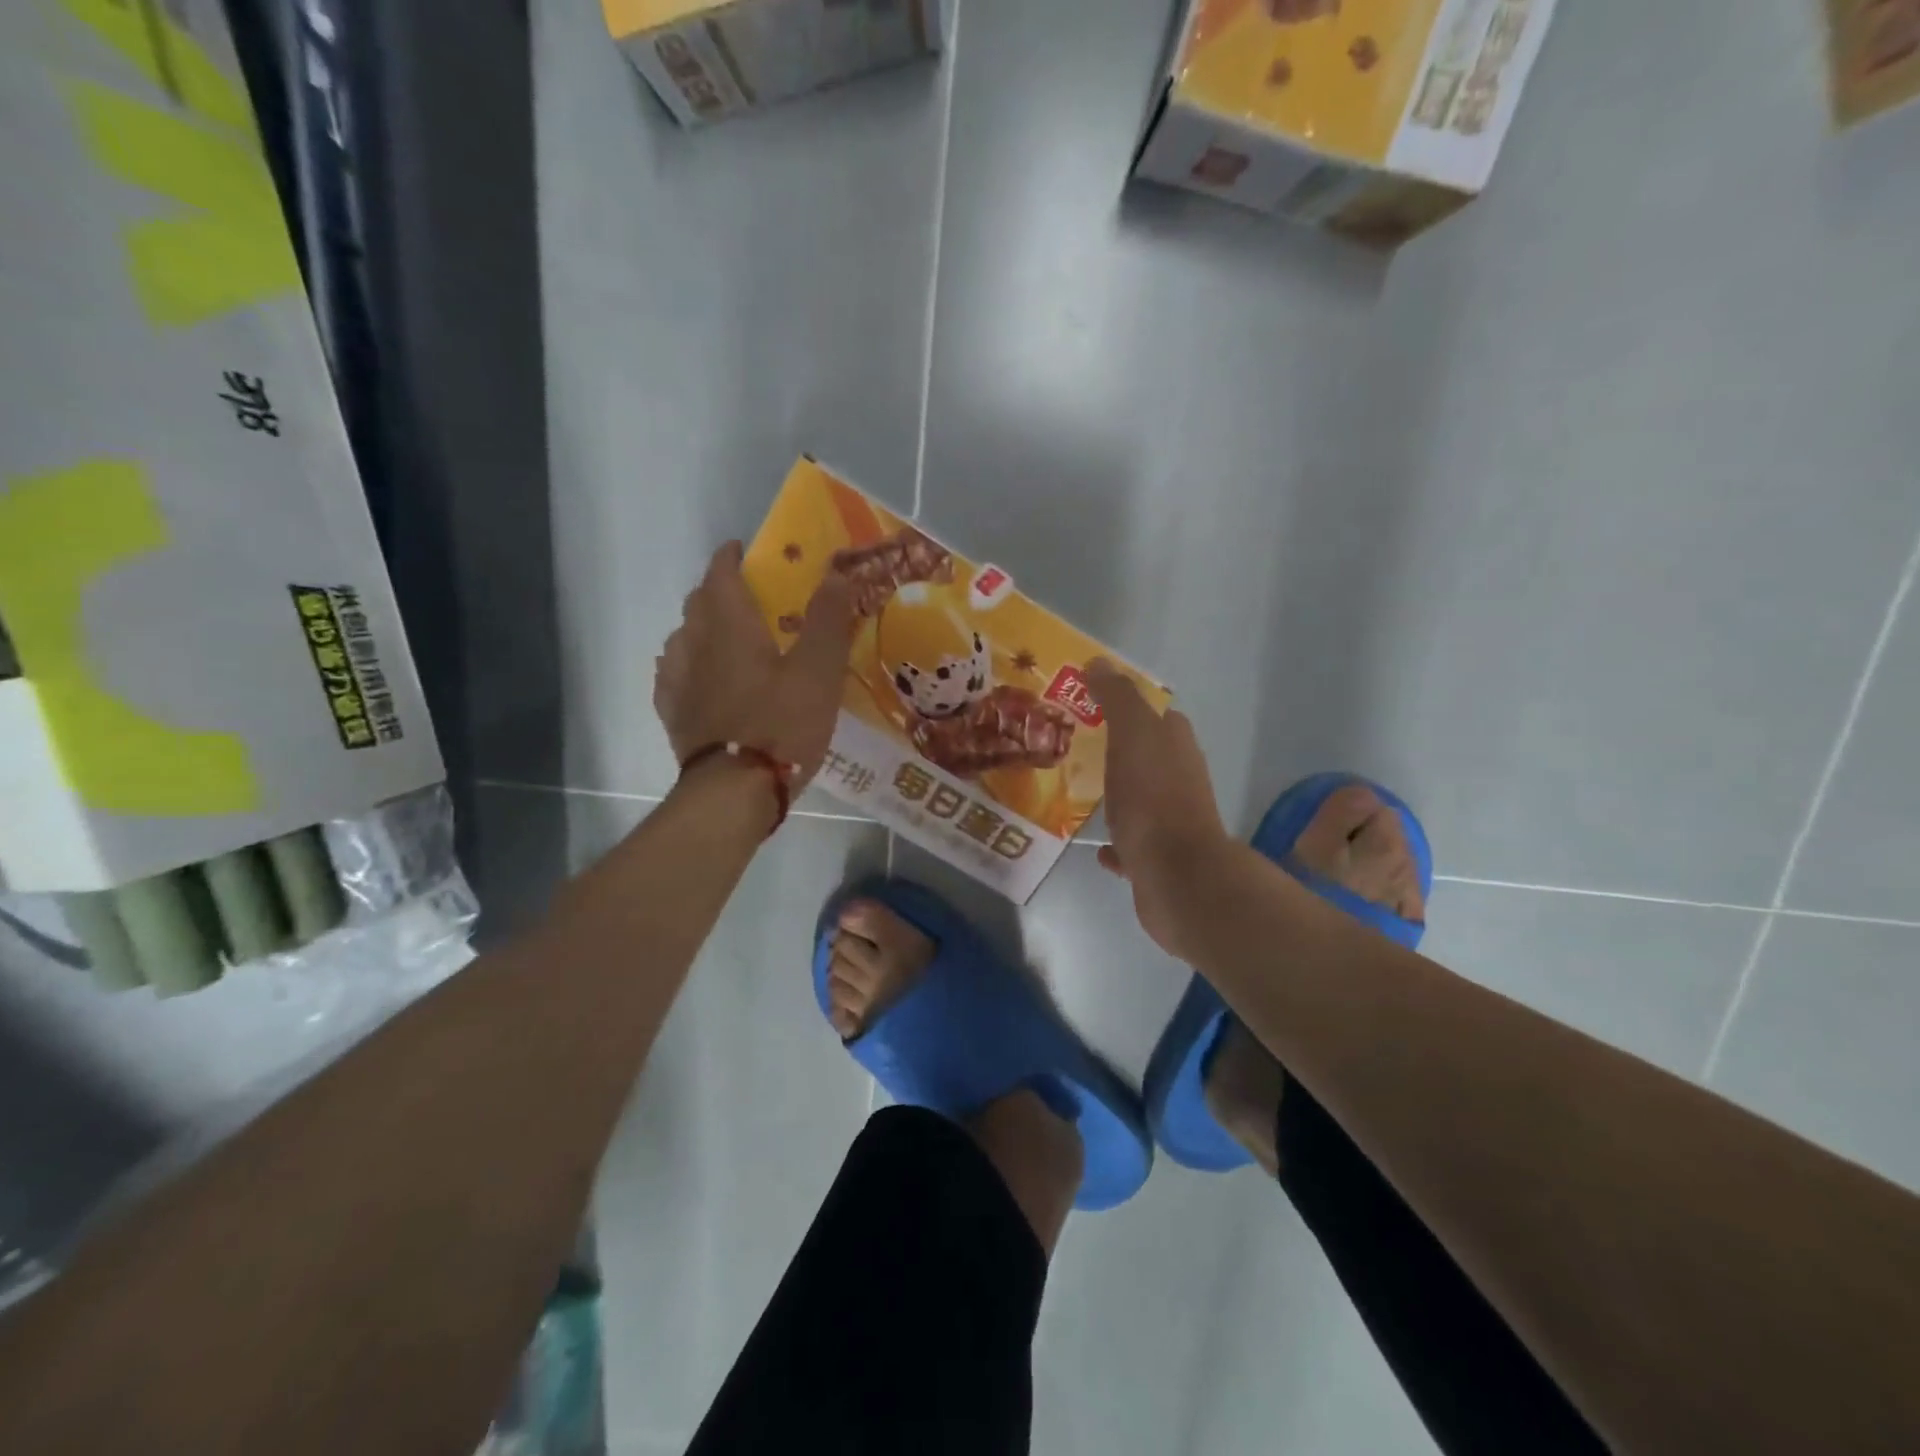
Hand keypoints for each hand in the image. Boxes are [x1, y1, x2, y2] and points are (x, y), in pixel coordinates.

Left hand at [654, 542, 854, 787]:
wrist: (735, 791)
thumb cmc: (782, 725)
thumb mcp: (819, 671)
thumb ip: (828, 620)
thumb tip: (835, 572)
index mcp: (729, 627)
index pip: (720, 575)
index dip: (730, 558)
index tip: (742, 551)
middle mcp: (695, 645)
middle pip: (698, 604)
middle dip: (717, 592)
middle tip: (746, 599)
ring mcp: (678, 682)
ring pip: (682, 639)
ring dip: (701, 629)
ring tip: (725, 640)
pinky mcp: (674, 715)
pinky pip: (673, 676)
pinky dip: (688, 666)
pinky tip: (700, 680)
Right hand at [1086, 660, 1230, 957]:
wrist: (1176, 875)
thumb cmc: (1152, 797)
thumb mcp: (1133, 733)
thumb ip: (1117, 697)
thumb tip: (1099, 662)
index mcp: (1175, 744)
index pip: (1154, 714)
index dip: (1124, 706)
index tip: (1087, 707)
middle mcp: (1180, 778)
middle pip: (1146, 756)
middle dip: (1116, 750)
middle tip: (1075, 748)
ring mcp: (1171, 821)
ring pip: (1139, 799)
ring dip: (1116, 795)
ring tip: (1079, 793)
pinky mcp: (1159, 858)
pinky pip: (1132, 843)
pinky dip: (1117, 842)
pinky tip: (1097, 846)